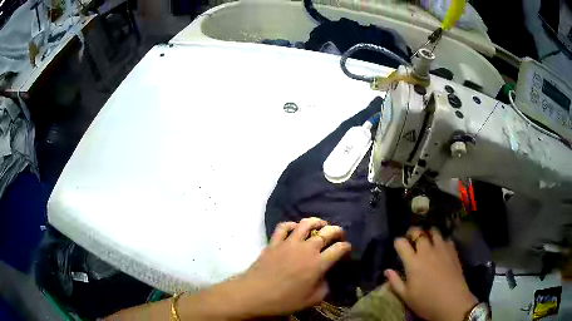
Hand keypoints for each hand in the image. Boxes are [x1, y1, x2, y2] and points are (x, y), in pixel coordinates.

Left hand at [231, 217, 351, 316]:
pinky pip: (283, 227)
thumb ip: (324, 286)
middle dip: (337, 231)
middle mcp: (306, 249)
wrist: (255, 294)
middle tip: (339, 234)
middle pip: (326, 232)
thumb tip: (325, 276)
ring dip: (316, 222)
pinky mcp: (274, 243)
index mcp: (318, 263)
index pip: (338, 249)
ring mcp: (289, 243)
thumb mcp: (312, 299)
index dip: (346, 247)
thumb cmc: (285, 300)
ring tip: (321, 224)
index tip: (347, 249)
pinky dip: (291, 224)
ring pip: (305, 224)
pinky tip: (295, 228)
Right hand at [384, 228, 477, 320]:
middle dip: (412, 233)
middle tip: (411, 238)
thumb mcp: (406, 296)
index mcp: (413, 262)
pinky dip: (441, 240)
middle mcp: (427, 251)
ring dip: (428, 233)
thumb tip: (387, 270)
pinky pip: (446, 239)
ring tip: (427, 239)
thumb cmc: (426, 301)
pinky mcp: (453, 251)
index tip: (398, 245)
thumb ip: (395, 282)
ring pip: (434, 231)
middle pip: (418, 232)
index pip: (402, 243)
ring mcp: (441, 249)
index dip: (398, 242)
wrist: (452, 302)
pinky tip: (441, 248)